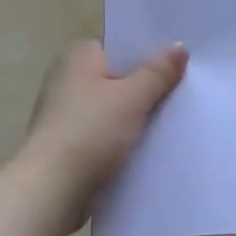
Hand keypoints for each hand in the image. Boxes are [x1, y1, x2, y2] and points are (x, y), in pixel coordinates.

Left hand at [19, 40, 187, 223]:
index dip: (147, 54)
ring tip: (172, 123)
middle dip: (145, 88)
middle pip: (117, 78)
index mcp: (76, 57)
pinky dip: (121, 140)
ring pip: (111, 109)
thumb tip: (179, 45)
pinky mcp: (67, 145)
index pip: (118, 47)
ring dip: (134, 118)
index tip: (178, 64)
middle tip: (183, 93)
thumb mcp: (132, 98)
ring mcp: (64, 114)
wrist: (52, 189)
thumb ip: (157, 72)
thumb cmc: (90, 132)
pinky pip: (103, 135)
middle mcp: (65, 79)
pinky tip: (147, 149)